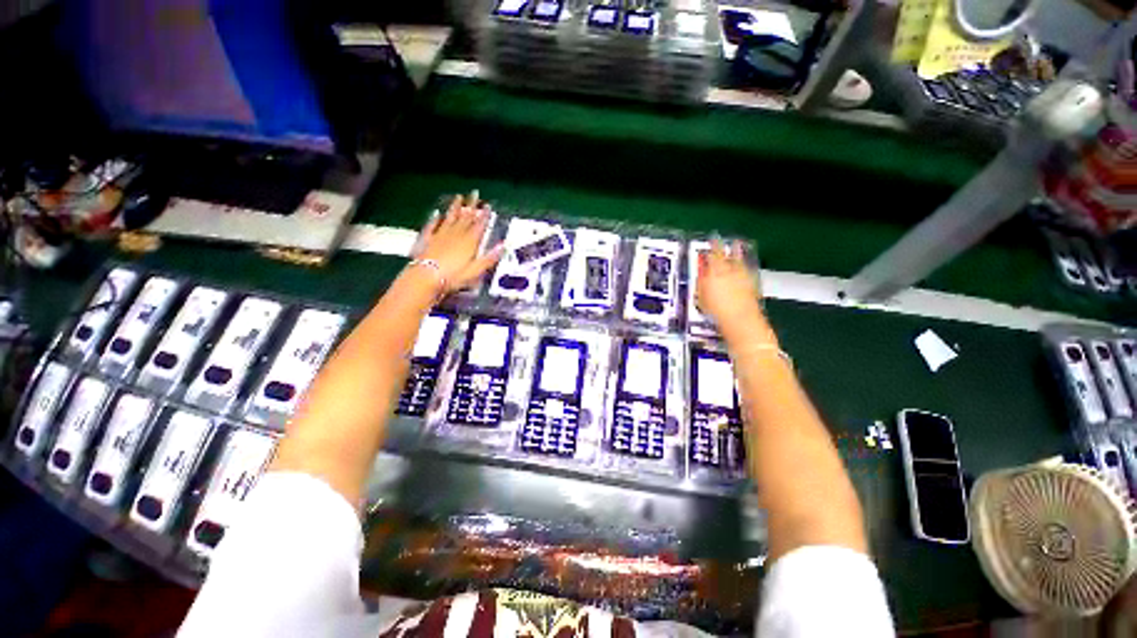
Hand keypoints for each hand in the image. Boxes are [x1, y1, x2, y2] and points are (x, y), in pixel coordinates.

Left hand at [415, 192, 503, 292]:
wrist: (426, 277)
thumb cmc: (454, 276)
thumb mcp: (476, 270)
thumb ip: (489, 258)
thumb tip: (503, 245)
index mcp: (470, 242)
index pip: (479, 225)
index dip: (484, 215)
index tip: (488, 205)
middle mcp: (456, 235)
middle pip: (465, 218)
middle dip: (471, 205)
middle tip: (475, 193)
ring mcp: (441, 235)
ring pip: (450, 218)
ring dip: (455, 207)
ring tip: (458, 197)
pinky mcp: (428, 239)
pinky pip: (433, 225)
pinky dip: (435, 218)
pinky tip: (437, 213)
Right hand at [696, 240, 764, 331]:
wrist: (740, 321)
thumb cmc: (716, 311)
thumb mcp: (701, 296)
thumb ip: (702, 281)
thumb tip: (702, 271)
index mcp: (715, 272)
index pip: (713, 255)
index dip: (712, 246)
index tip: (712, 239)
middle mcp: (730, 271)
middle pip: (727, 255)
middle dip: (724, 246)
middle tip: (722, 239)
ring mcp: (743, 276)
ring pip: (739, 260)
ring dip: (738, 252)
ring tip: (738, 244)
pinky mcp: (752, 284)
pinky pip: (747, 269)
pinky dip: (744, 264)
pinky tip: (744, 264)